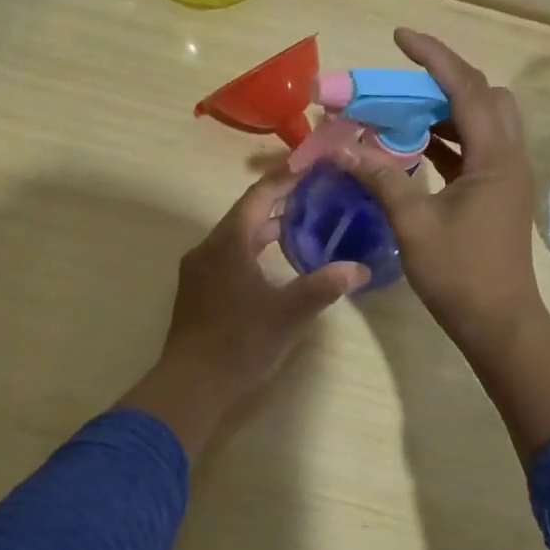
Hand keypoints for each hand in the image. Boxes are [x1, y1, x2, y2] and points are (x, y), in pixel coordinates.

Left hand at [119, 170, 368, 458]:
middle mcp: (209, 247)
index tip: (310, 164)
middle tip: (314, 193)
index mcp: (229, 242)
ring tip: (301, 225)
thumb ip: (324, 286)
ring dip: (266, 227)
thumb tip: (359, 268)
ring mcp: (199, 269)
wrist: (190, 385)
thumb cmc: (240, 343)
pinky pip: (228, 254)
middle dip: (279, 201)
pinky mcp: (197, 289)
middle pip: (246, 212)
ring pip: (236, 235)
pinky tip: (274, 263)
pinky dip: (253, 248)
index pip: (260, 196)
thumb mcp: (288, 314)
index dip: (285, 177)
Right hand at [335, 29, 545, 359]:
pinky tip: (413, 146)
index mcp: (495, 157)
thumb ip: (380, 178)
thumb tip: (341, 149)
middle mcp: (508, 156)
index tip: (400, 37)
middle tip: (403, 81)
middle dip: (445, 79)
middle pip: (485, 96)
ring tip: (401, 110)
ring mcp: (506, 175)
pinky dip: (446, 138)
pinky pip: (474, 148)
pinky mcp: (497, 193)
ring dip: (444, 110)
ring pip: (481, 122)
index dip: (433, 57)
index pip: (466, 88)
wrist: (500, 324)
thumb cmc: (460, 274)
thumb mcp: (413, 224)